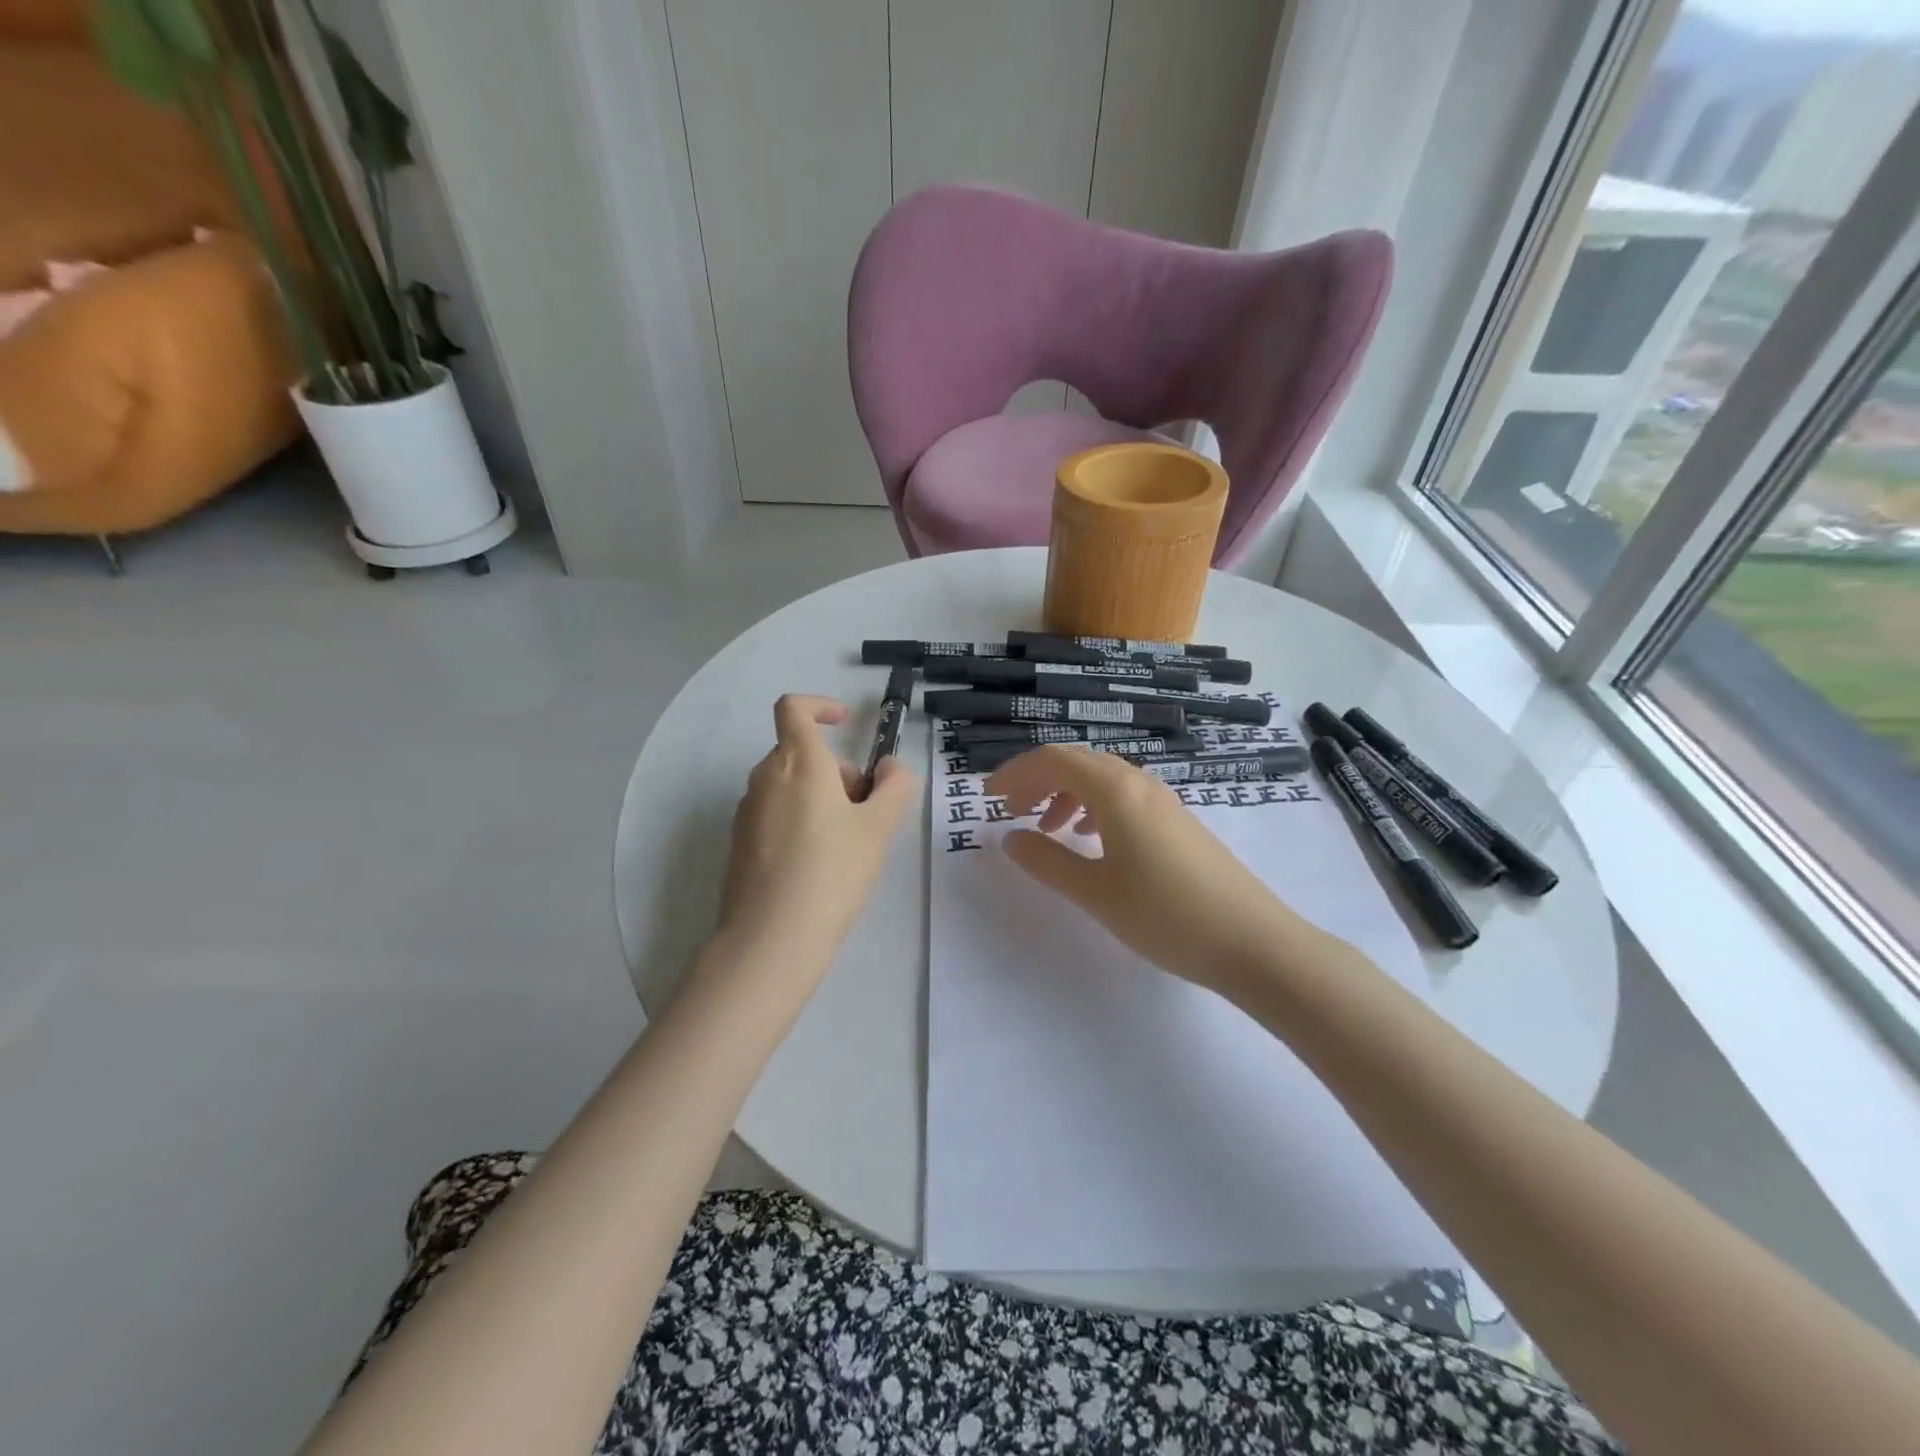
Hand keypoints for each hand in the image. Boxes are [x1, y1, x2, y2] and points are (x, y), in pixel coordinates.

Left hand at [716, 694, 918, 966]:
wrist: (770, 940)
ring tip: (847, 843)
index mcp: (798, 763)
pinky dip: (800, 819)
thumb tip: (891, 768)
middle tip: (866, 810)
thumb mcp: (878, 828)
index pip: (793, 708)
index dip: (819, 705)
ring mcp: (747, 811)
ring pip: (789, 785)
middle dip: (837, 770)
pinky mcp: (740, 843)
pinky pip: (775, 813)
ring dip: (820, 796)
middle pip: (800, 752)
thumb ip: (894, 787)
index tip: (844, 724)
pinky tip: (818, 865)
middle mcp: (765, 778)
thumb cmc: (831, 873)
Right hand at [986, 747, 1303, 995]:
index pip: (1054, 760)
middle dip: (1037, 781)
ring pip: (1102, 780)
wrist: (1253, 942)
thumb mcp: (1095, 892)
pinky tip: (1091, 841)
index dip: (1015, 773)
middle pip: (1078, 763)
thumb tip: (1010, 839)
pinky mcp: (1178, 823)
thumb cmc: (1166, 915)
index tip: (988, 798)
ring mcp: (1164, 802)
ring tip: (1047, 828)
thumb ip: (1047, 862)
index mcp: (1116, 791)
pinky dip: (1094, 809)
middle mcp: (1140, 784)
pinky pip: (1124, 798)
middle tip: (1010, 811)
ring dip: (1066, 794)